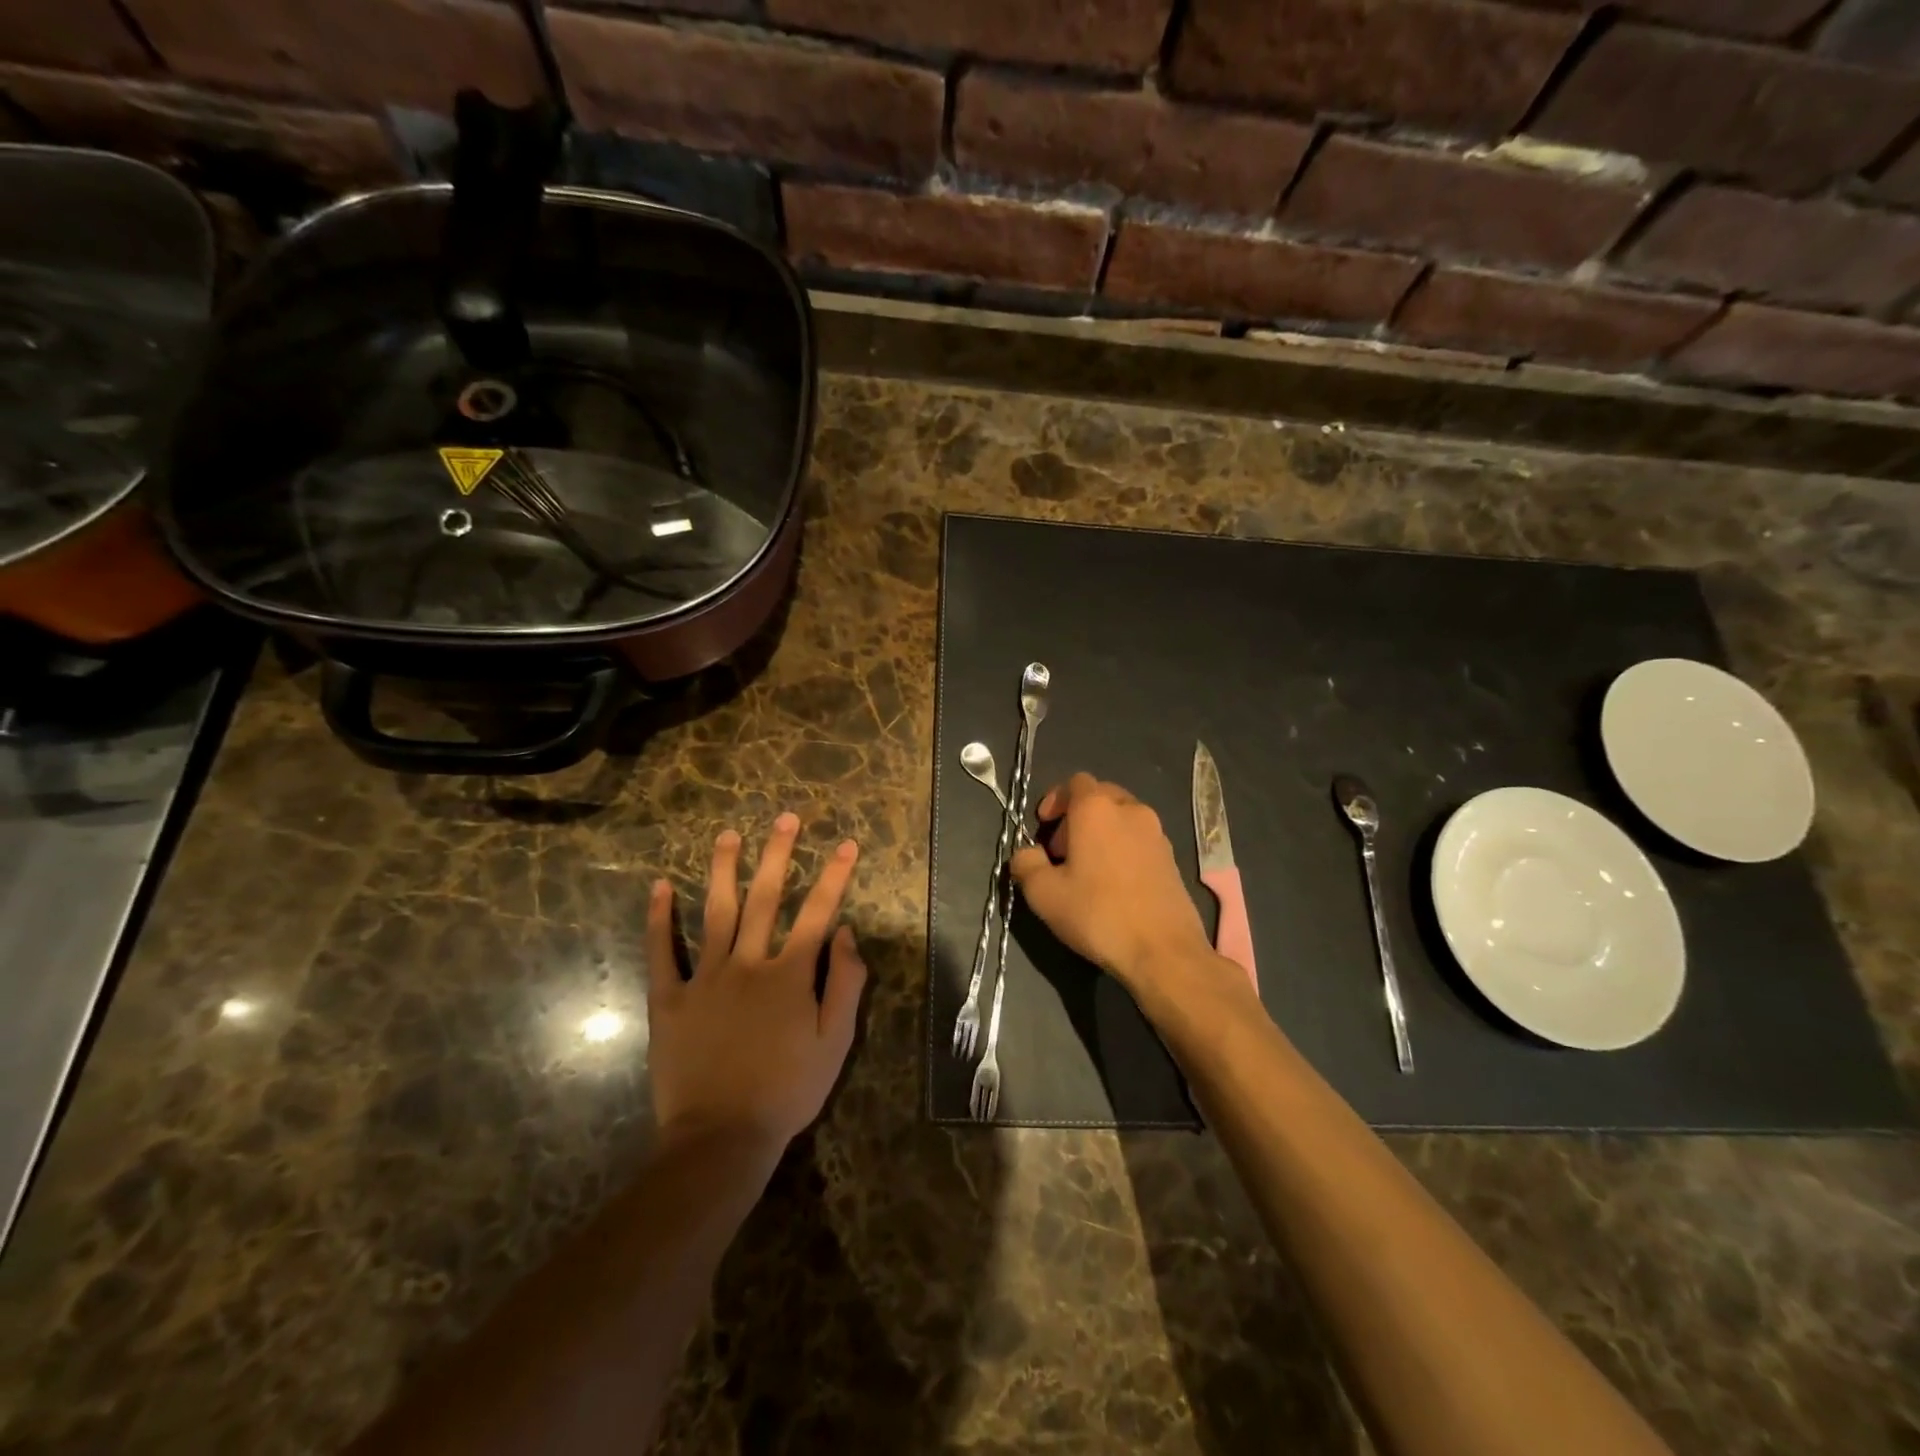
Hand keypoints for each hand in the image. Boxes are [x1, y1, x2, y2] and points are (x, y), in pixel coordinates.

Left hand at [646, 813, 865, 1157]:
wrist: (721, 1137)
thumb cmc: (787, 1091)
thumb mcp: (835, 1043)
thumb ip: (845, 984)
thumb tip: (848, 933)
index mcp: (790, 974)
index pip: (818, 912)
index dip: (835, 876)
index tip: (846, 843)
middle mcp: (748, 963)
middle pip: (766, 898)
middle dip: (778, 854)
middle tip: (784, 818)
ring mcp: (705, 978)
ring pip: (716, 912)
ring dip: (722, 870)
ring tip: (727, 835)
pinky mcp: (669, 999)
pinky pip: (662, 953)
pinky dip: (659, 920)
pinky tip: (659, 887)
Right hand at [1010, 773, 1218, 992]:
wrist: (1163, 950)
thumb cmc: (1097, 914)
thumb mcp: (1043, 893)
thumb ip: (1026, 863)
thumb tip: (1026, 853)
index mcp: (1097, 809)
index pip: (1075, 782)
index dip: (1055, 799)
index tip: (1043, 826)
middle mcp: (1131, 810)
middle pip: (1100, 796)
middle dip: (1077, 815)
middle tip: (1061, 849)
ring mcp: (1157, 833)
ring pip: (1122, 817)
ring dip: (1101, 831)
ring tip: (1087, 868)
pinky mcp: (1172, 858)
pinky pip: (1139, 839)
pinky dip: (1122, 847)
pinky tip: (1114, 883)